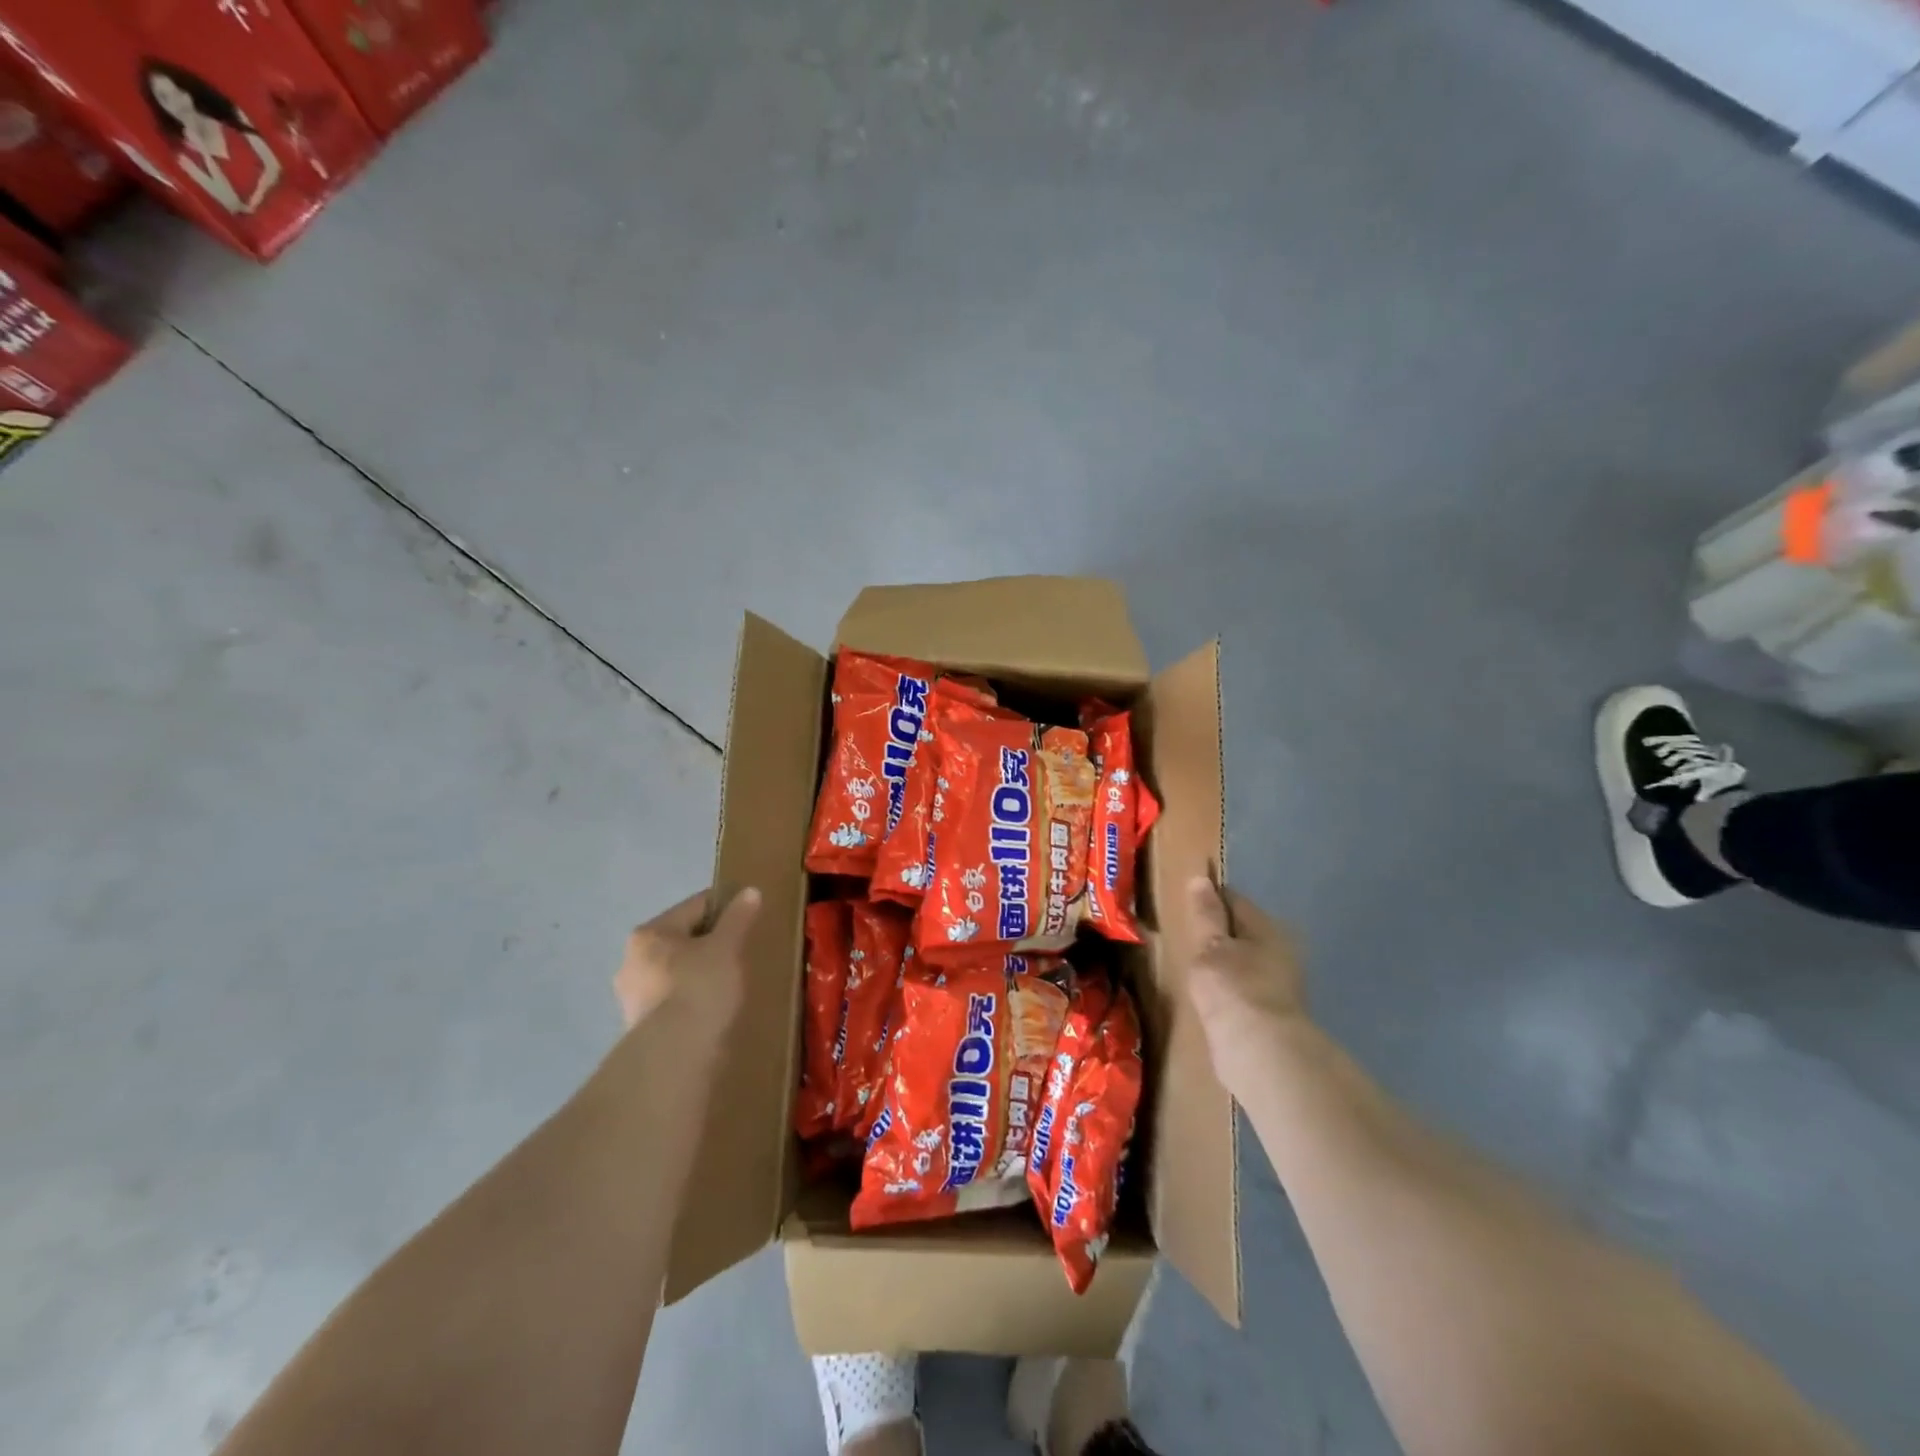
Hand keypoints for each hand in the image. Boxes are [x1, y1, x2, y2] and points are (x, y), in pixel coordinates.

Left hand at [613, 886, 761, 1038]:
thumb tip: (749, 891)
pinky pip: (673, 1001)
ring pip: (675, 972)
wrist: (675, 1054)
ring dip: (699, 973)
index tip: (749, 917)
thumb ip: (737, 918)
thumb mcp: (727, 946)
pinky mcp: (639, 1028)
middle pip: (681, 940)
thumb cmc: (700, 987)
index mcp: (649, 934)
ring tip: (729, 983)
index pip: (695, 907)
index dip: (725, 907)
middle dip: (709, 944)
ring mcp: (632, 997)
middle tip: (740, 952)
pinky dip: (692, 1000)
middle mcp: (632, 960)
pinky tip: (712, 1009)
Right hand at [1185, 877, 1306, 1094]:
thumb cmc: (1232, 988)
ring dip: (1222, 962)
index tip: (1183, 903)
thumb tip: (1200, 879)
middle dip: (1217, 932)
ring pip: (1243, 961)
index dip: (1208, 897)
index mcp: (1267, 928)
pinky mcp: (1271, 1014)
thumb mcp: (1210, 946)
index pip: (1233, 900)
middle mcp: (1279, 951)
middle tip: (1185, 937)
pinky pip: (1243, 988)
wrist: (1261, 1053)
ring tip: (1193, 967)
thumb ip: (1205, 914)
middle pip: (1241, 931)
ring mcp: (1278, 984)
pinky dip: (1228, 988)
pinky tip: (1210, 996)